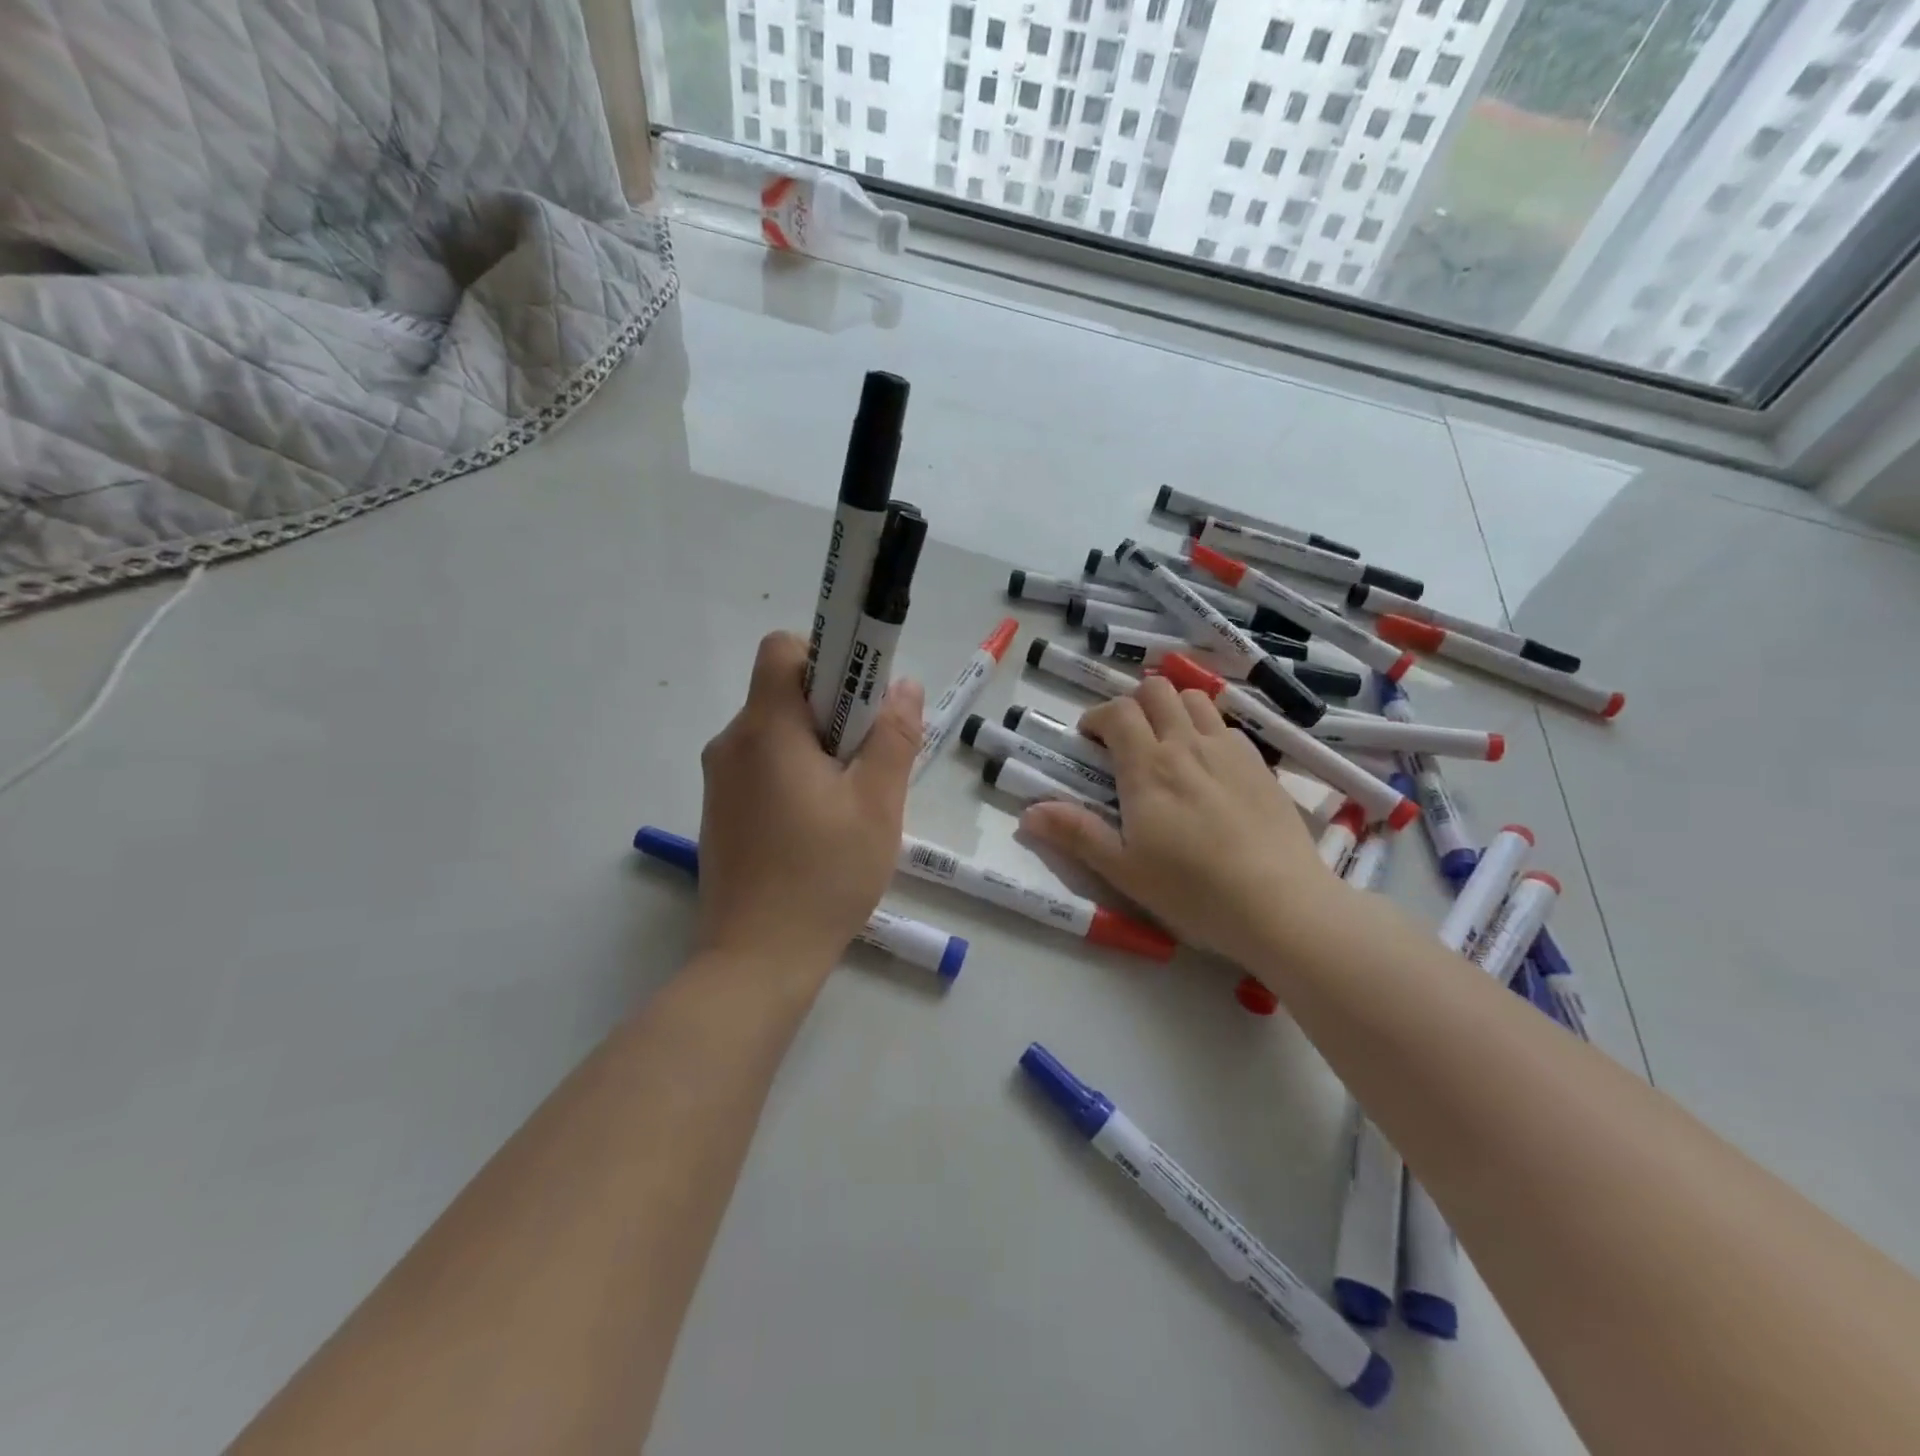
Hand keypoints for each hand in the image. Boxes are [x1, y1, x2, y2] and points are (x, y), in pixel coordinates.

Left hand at [695, 632, 923, 981]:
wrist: (756, 961)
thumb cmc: (824, 876)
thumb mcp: (877, 804)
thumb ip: (894, 736)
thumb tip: (903, 686)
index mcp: (765, 729)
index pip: (783, 649)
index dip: (827, 657)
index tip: (861, 699)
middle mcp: (731, 743)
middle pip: (783, 693)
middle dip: (833, 712)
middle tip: (869, 761)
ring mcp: (720, 781)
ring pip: (776, 734)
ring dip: (818, 749)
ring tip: (850, 803)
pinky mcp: (721, 812)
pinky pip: (763, 768)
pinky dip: (796, 776)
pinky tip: (821, 828)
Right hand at [1021, 676, 1346, 968]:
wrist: (1280, 905)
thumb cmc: (1193, 891)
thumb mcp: (1123, 870)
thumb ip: (1076, 834)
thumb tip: (1027, 814)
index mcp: (1148, 768)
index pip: (1118, 712)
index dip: (1098, 716)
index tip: (1090, 739)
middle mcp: (1187, 746)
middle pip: (1157, 691)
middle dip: (1134, 703)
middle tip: (1126, 738)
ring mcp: (1229, 751)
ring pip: (1195, 700)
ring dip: (1173, 709)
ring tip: (1167, 742)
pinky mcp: (1261, 766)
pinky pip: (1228, 726)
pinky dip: (1208, 730)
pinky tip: (1209, 765)